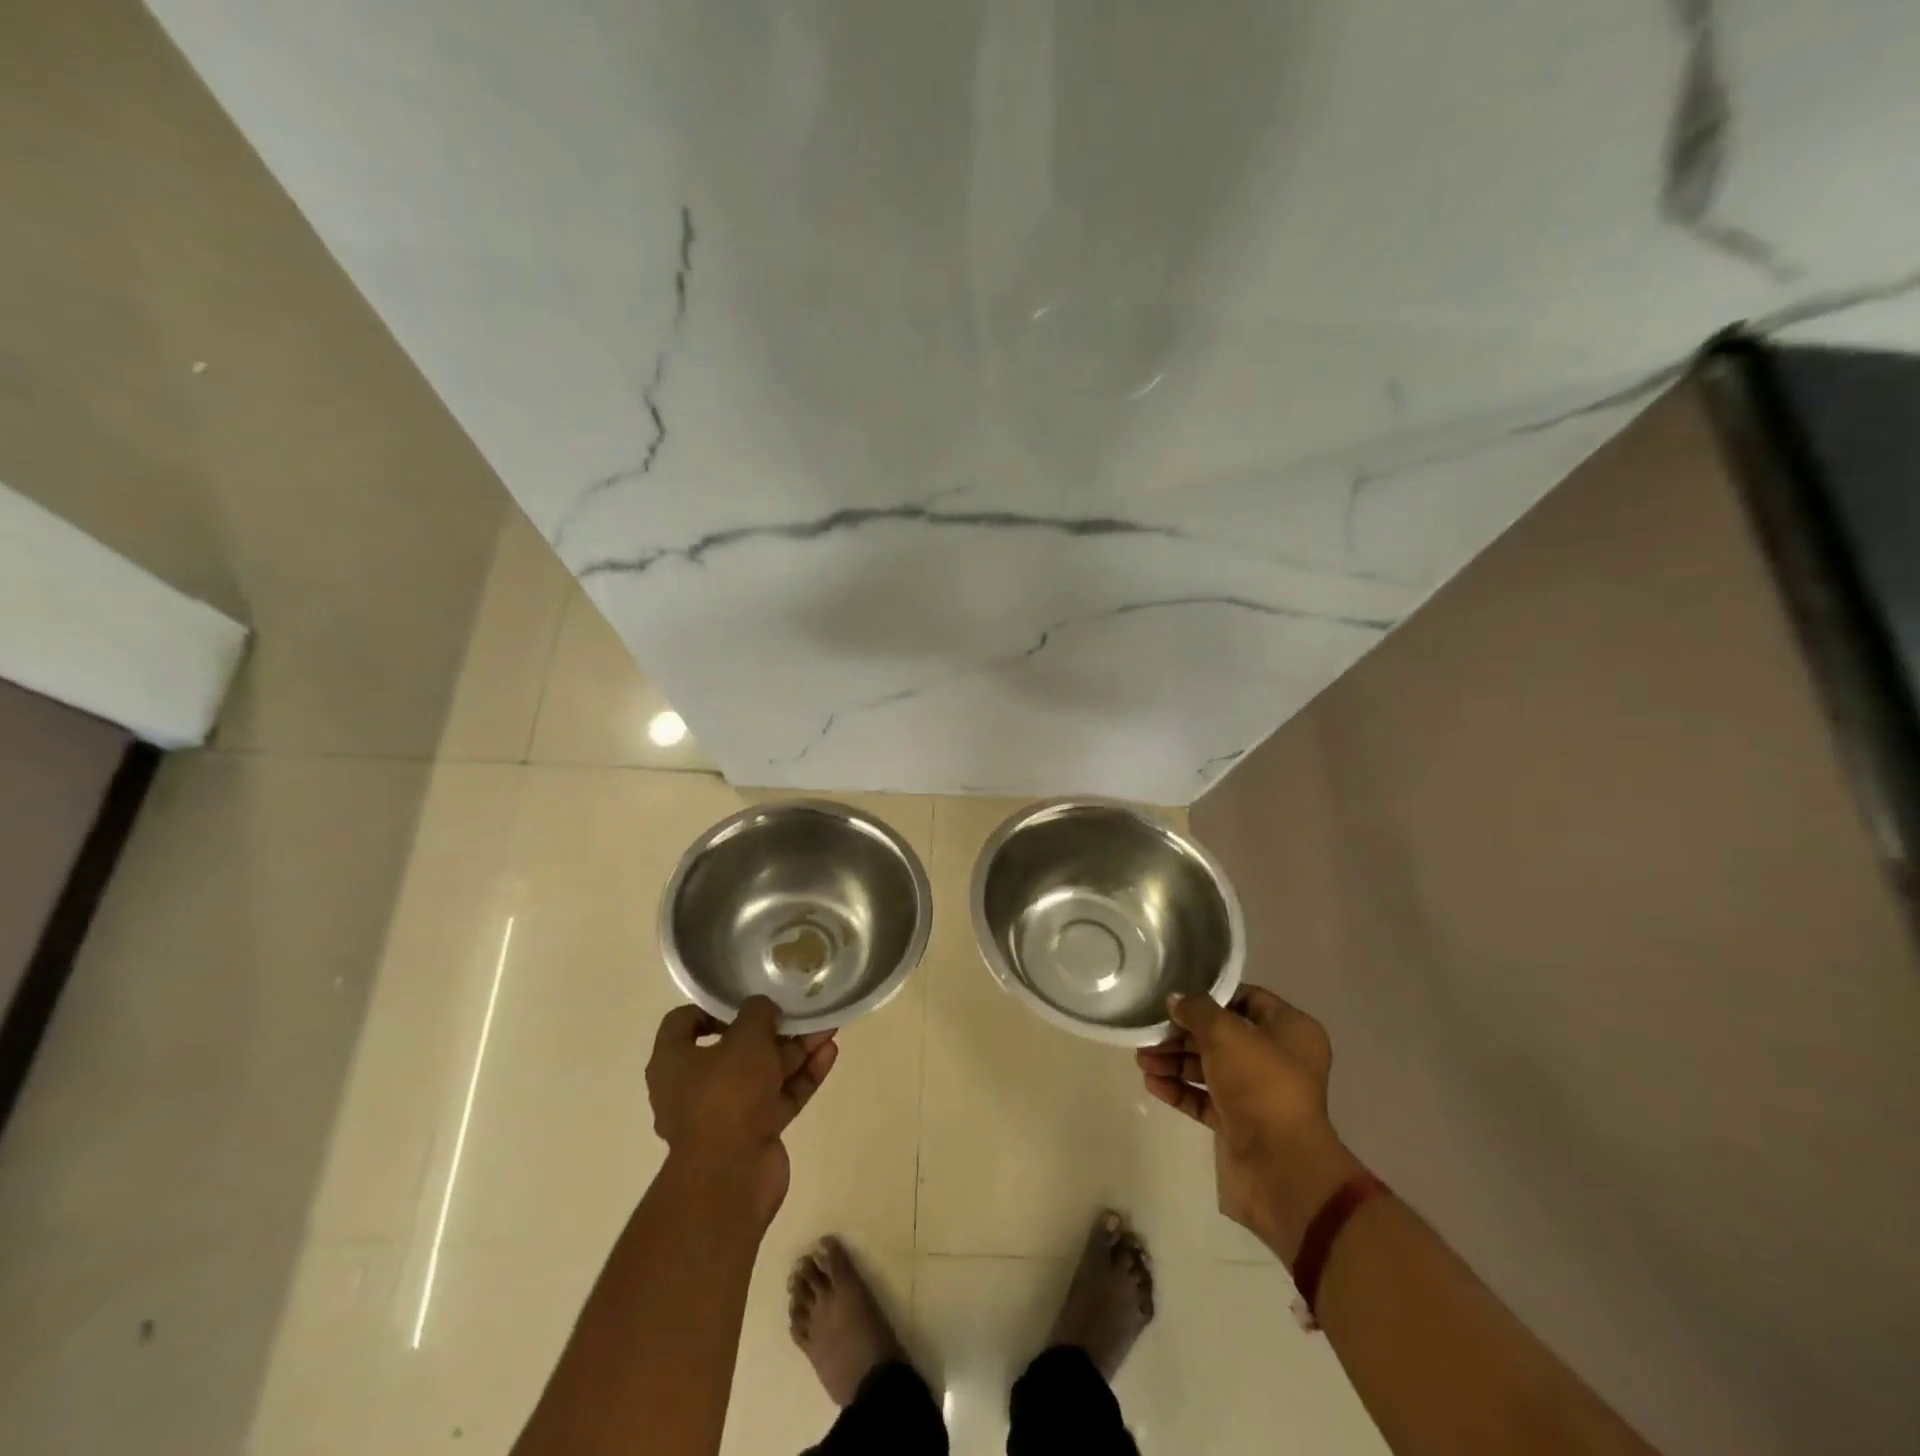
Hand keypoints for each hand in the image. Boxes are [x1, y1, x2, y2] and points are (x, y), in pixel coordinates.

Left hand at [646, 996, 837, 1226]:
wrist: (731, 1176)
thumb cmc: (726, 1095)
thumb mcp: (744, 1038)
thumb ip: (757, 1013)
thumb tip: (763, 1007)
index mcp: (673, 1062)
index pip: (684, 1022)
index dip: (713, 1006)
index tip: (746, 998)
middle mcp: (695, 1086)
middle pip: (735, 1047)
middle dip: (771, 1028)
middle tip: (799, 1009)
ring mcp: (727, 1112)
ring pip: (764, 1071)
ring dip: (795, 1049)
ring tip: (827, 1026)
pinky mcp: (755, 1131)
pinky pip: (780, 1096)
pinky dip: (802, 1076)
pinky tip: (829, 1054)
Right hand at [1136, 987, 1365, 1265]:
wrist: (1280, 1168)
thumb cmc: (1260, 1084)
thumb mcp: (1225, 1033)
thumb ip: (1196, 1010)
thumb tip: (1175, 1000)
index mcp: (1290, 1030)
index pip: (1246, 998)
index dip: (1210, 995)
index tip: (1176, 996)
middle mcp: (1277, 1058)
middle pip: (1222, 1035)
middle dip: (1183, 1034)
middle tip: (1149, 1033)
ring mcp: (1258, 1093)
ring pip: (1210, 1067)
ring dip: (1175, 1061)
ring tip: (1142, 1060)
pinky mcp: (1239, 1123)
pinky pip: (1204, 1099)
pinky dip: (1179, 1089)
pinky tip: (1152, 1083)